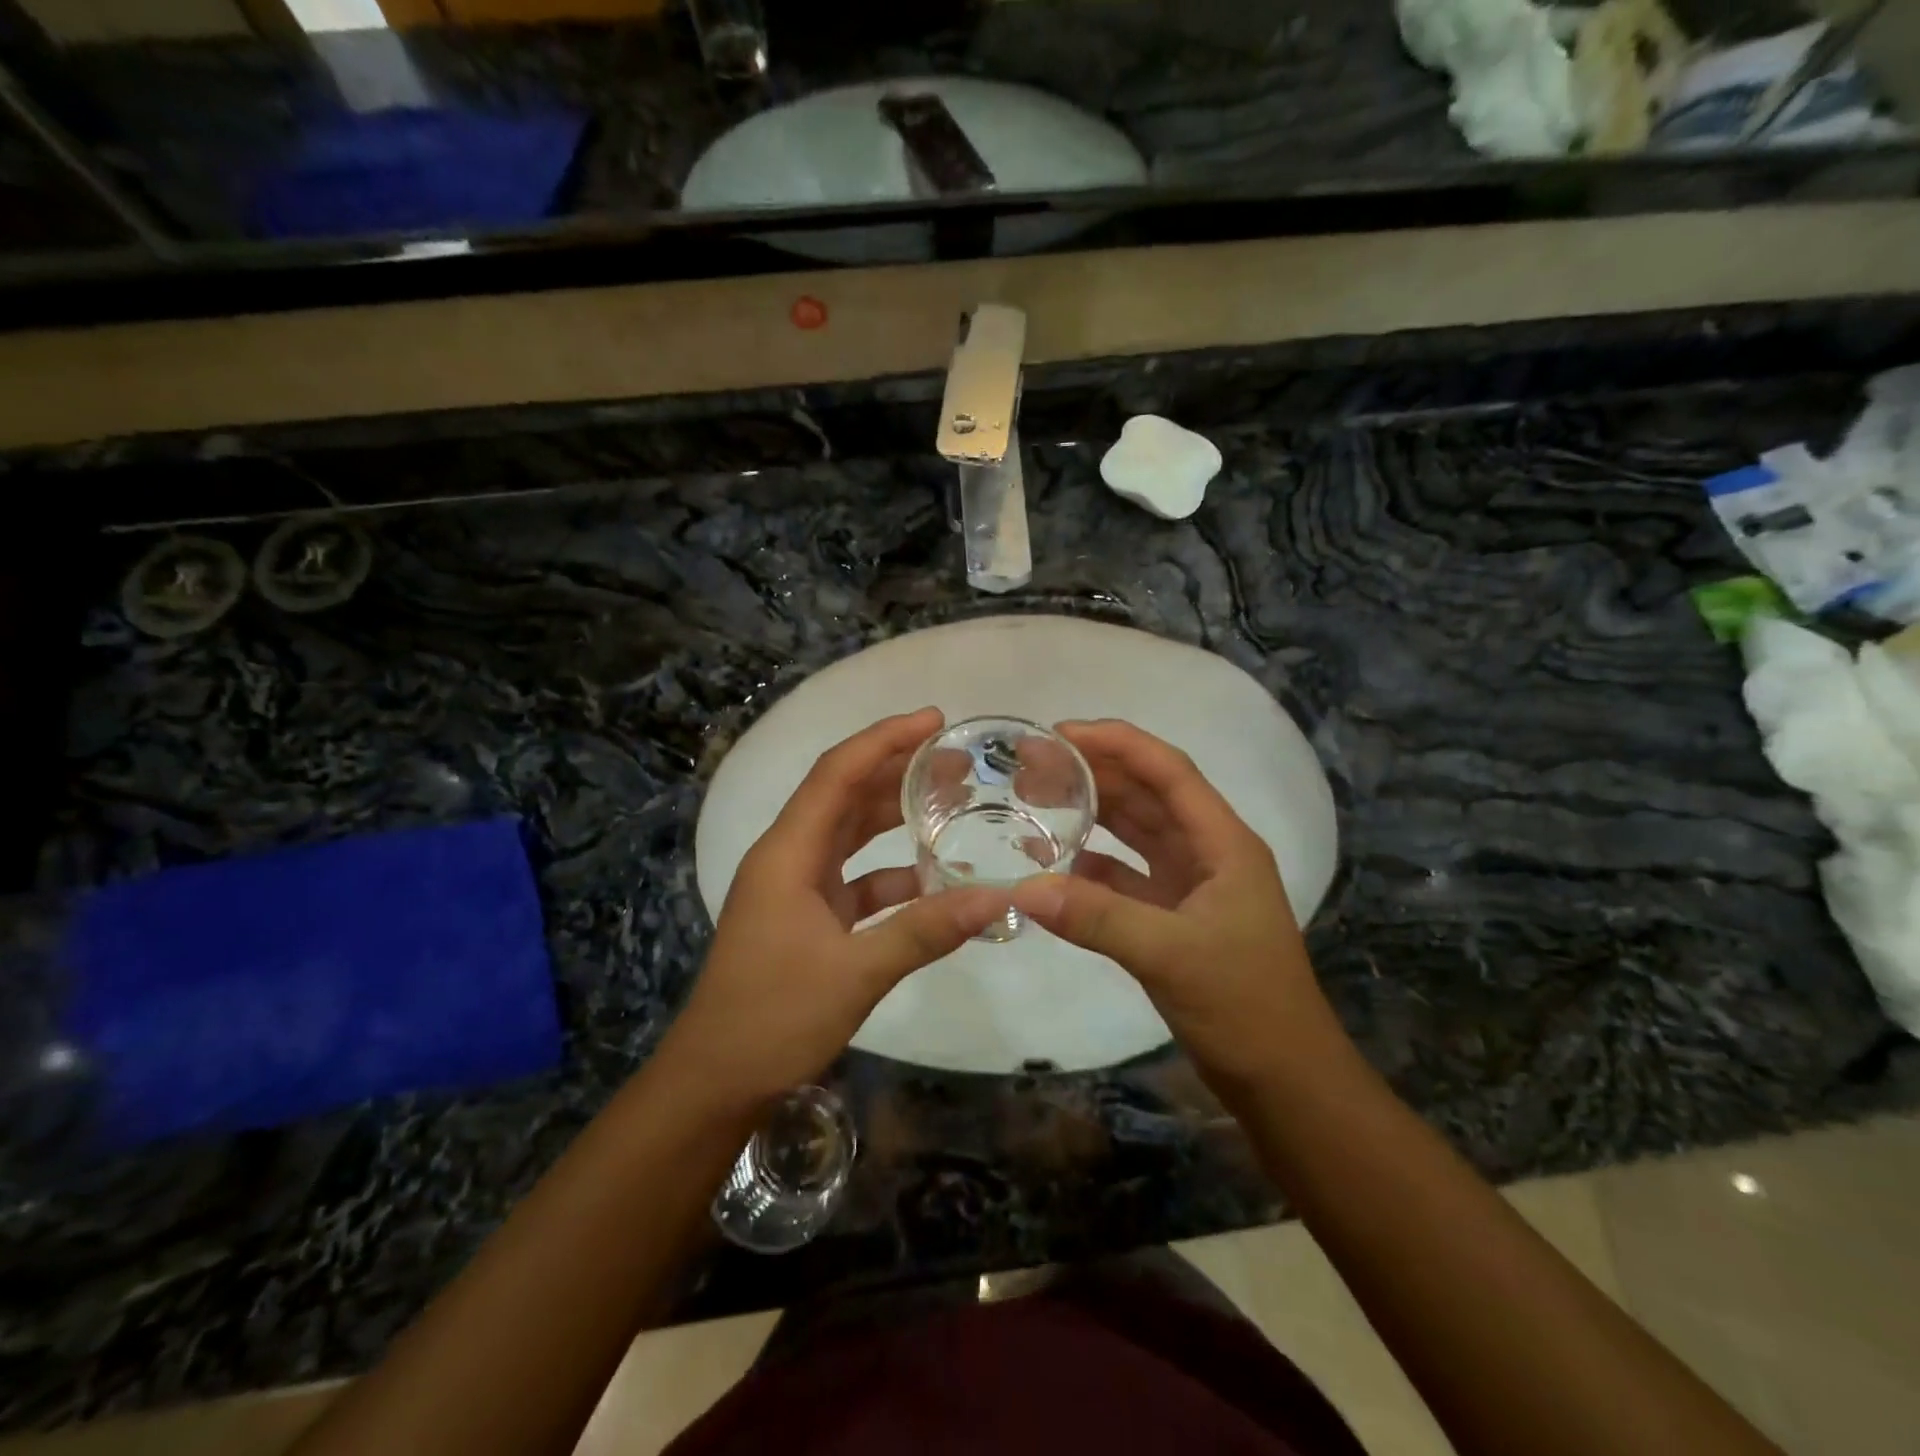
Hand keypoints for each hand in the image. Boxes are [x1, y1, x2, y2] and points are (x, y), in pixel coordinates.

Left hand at [663, 708, 1007, 1106]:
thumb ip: (926, 930)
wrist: (717, 1079)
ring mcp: (794, 887)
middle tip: (953, 759)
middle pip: (844, 794)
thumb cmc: (774, 1017)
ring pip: (848, 833)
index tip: (933, 719)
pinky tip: (930, 878)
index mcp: (787, 852)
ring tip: (948, 800)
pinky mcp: (805, 915)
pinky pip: (853, 877)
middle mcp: (788, 857)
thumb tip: (998, 898)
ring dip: (892, 816)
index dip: (884, 739)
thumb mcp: (857, 972)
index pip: (837, 772)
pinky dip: (889, 871)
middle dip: (895, 770)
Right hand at [1009, 719, 1346, 1092]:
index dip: (1117, 743)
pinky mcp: (1174, 918)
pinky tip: (1055, 867)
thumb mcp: (1170, 954)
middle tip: (1034, 764)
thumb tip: (1024, 888)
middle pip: (1148, 795)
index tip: (1062, 733)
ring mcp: (1191, 886)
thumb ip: (1098, 917)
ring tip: (1038, 799)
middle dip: (1095, 773)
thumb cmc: (1245, 1005)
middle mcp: (1208, 853)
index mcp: (1223, 843)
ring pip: (1135, 834)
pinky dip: (1093, 868)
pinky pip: (1126, 878)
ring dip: (1093, 814)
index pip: (1168, 771)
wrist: (1284, 1081)